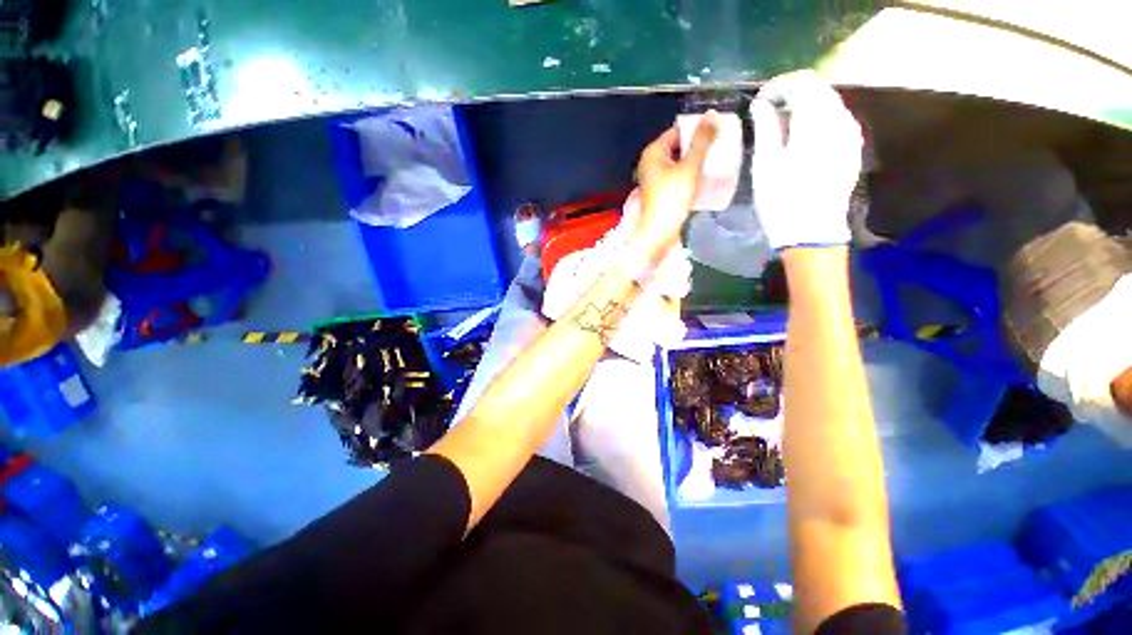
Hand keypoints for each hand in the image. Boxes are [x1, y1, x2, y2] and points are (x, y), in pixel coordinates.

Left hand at [634, 112, 718, 256]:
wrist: (658, 233)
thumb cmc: (671, 199)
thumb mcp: (690, 167)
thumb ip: (702, 141)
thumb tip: (712, 114)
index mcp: (653, 153)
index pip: (677, 131)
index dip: (696, 129)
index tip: (717, 130)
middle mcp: (650, 164)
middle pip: (677, 147)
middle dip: (697, 146)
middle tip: (720, 146)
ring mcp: (653, 180)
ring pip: (678, 164)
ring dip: (695, 162)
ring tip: (716, 161)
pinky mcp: (659, 194)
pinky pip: (676, 177)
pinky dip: (689, 175)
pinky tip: (704, 179)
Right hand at [751, 71, 861, 249]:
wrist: (810, 230)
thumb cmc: (781, 198)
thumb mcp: (765, 163)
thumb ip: (765, 127)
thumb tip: (761, 104)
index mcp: (816, 123)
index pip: (802, 85)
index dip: (779, 86)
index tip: (760, 98)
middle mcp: (840, 121)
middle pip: (819, 91)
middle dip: (793, 92)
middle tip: (769, 107)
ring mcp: (850, 135)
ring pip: (830, 104)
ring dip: (806, 105)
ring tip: (782, 120)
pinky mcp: (852, 148)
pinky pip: (837, 120)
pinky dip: (818, 118)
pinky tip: (802, 134)